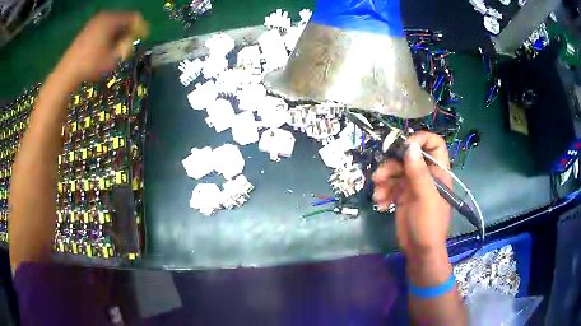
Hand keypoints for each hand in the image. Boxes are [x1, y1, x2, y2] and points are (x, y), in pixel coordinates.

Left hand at [55, 12, 147, 87]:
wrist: (68, 71)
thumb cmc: (91, 65)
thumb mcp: (113, 58)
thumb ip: (126, 46)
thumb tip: (131, 39)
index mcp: (112, 20)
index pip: (134, 17)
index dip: (140, 27)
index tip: (142, 37)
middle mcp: (104, 16)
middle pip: (123, 19)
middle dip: (128, 31)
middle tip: (128, 44)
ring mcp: (94, 21)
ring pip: (113, 24)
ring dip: (117, 34)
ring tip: (115, 48)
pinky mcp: (87, 29)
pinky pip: (104, 27)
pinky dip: (108, 35)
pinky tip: (105, 47)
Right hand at [372, 132, 451, 258]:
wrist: (419, 250)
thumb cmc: (429, 224)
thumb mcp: (425, 197)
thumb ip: (418, 172)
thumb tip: (410, 146)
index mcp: (438, 172)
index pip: (434, 145)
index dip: (421, 140)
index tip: (404, 147)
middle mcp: (426, 175)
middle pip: (408, 157)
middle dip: (392, 166)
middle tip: (379, 176)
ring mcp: (413, 185)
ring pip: (396, 171)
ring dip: (384, 181)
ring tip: (378, 195)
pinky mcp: (402, 196)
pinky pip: (390, 186)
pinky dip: (383, 193)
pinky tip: (382, 204)